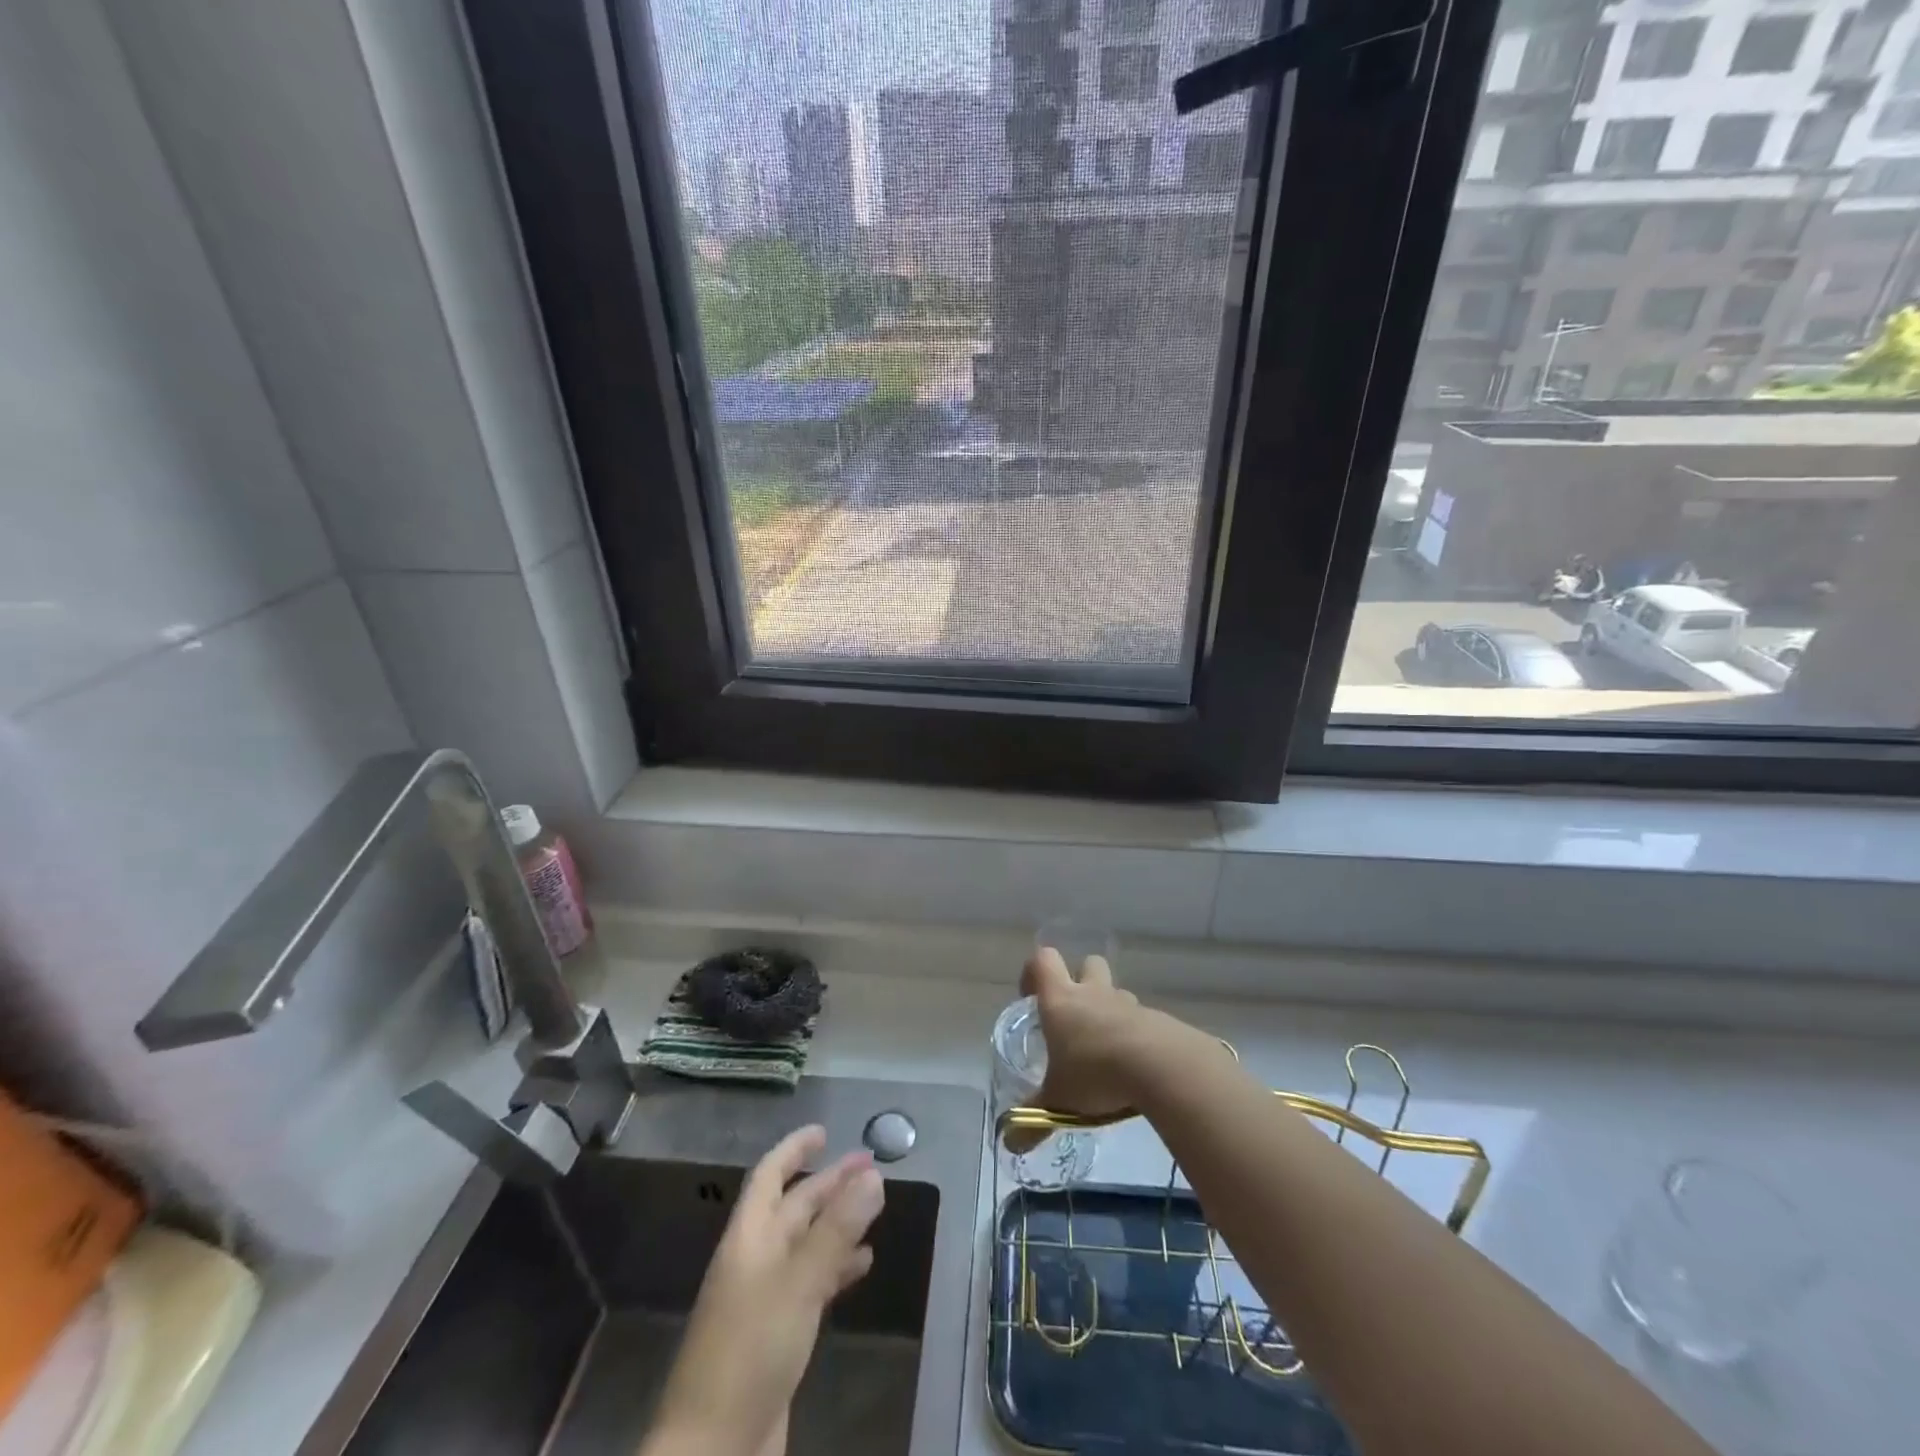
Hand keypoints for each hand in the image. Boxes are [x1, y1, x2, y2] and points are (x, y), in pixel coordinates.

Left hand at [645, 1125, 883, 1455]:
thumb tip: (873, 1176)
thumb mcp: (797, 1284)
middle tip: (869, 1166)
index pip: (768, 1176)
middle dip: (828, 1184)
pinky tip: (862, 1266)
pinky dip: (836, 1267)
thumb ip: (836, 1230)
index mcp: (748, 1239)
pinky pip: (811, 1283)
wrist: (712, 1453)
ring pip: (805, 1244)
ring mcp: (764, 1300)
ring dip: (837, 1223)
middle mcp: (755, 1260)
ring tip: (875, 1209)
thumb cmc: (749, 1352)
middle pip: (793, 1207)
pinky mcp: (778, 1336)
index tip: (824, 1131)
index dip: (793, 1149)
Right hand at [1019, 946, 1151, 1124]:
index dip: (1034, 973)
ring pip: (1117, 994)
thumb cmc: (1096, 1074)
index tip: (1031, 997)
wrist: (1161, 1068)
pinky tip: (1135, 1069)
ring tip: (1107, 1051)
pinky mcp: (1158, 1020)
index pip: (1043, 960)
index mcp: (1062, 1001)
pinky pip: (1141, 1020)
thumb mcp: (1058, 1101)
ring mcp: (1128, 1004)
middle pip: (1087, 963)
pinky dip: (1136, 1036)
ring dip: (1111, 1012)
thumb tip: (1010, 1144)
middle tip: (1075, 1017)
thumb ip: (1033, 1120)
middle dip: (1081, 981)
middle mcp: (1094, 993)